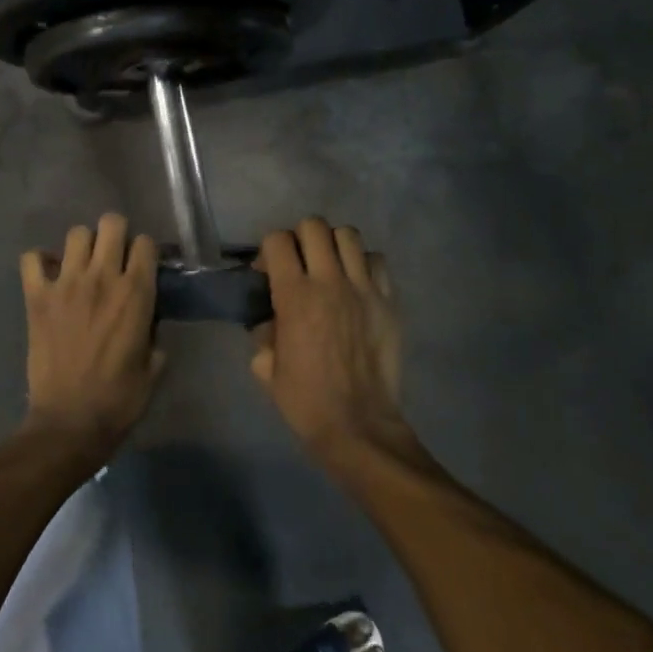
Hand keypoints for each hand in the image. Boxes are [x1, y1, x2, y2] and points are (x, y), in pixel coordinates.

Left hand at [21, 212, 163, 450]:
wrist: (69, 422)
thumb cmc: (118, 400)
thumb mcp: (153, 367)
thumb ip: (154, 334)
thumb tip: (148, 320)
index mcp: (136, 294)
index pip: (145, 243)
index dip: (145, 251)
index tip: (142, 266)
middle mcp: (102, 278)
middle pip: (111, 223)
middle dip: (116, 234)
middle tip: (113, 257)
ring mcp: (65, 284)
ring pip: (76, 234)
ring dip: (82, 246)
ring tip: (82, 266)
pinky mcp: (36, 297)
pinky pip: (31, 258)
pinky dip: (40, 261)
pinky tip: (48, 276)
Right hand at [252, 217, 411, 464]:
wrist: (358, 425)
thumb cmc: (305, 400)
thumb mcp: (266, 368)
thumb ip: (263, 333)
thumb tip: (270, 320)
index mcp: (294, 296)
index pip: (277, 240)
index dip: (268, 250)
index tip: (267, 272)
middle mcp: (330, 282)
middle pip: (314, 226)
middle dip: (299, 238)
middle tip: (298, 264)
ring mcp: (364, 289)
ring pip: (348, 235)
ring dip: (333, 245)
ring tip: (330, 268)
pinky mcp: (389, 301)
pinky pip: (377, 261)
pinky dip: (363, 264)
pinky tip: (356, 284)